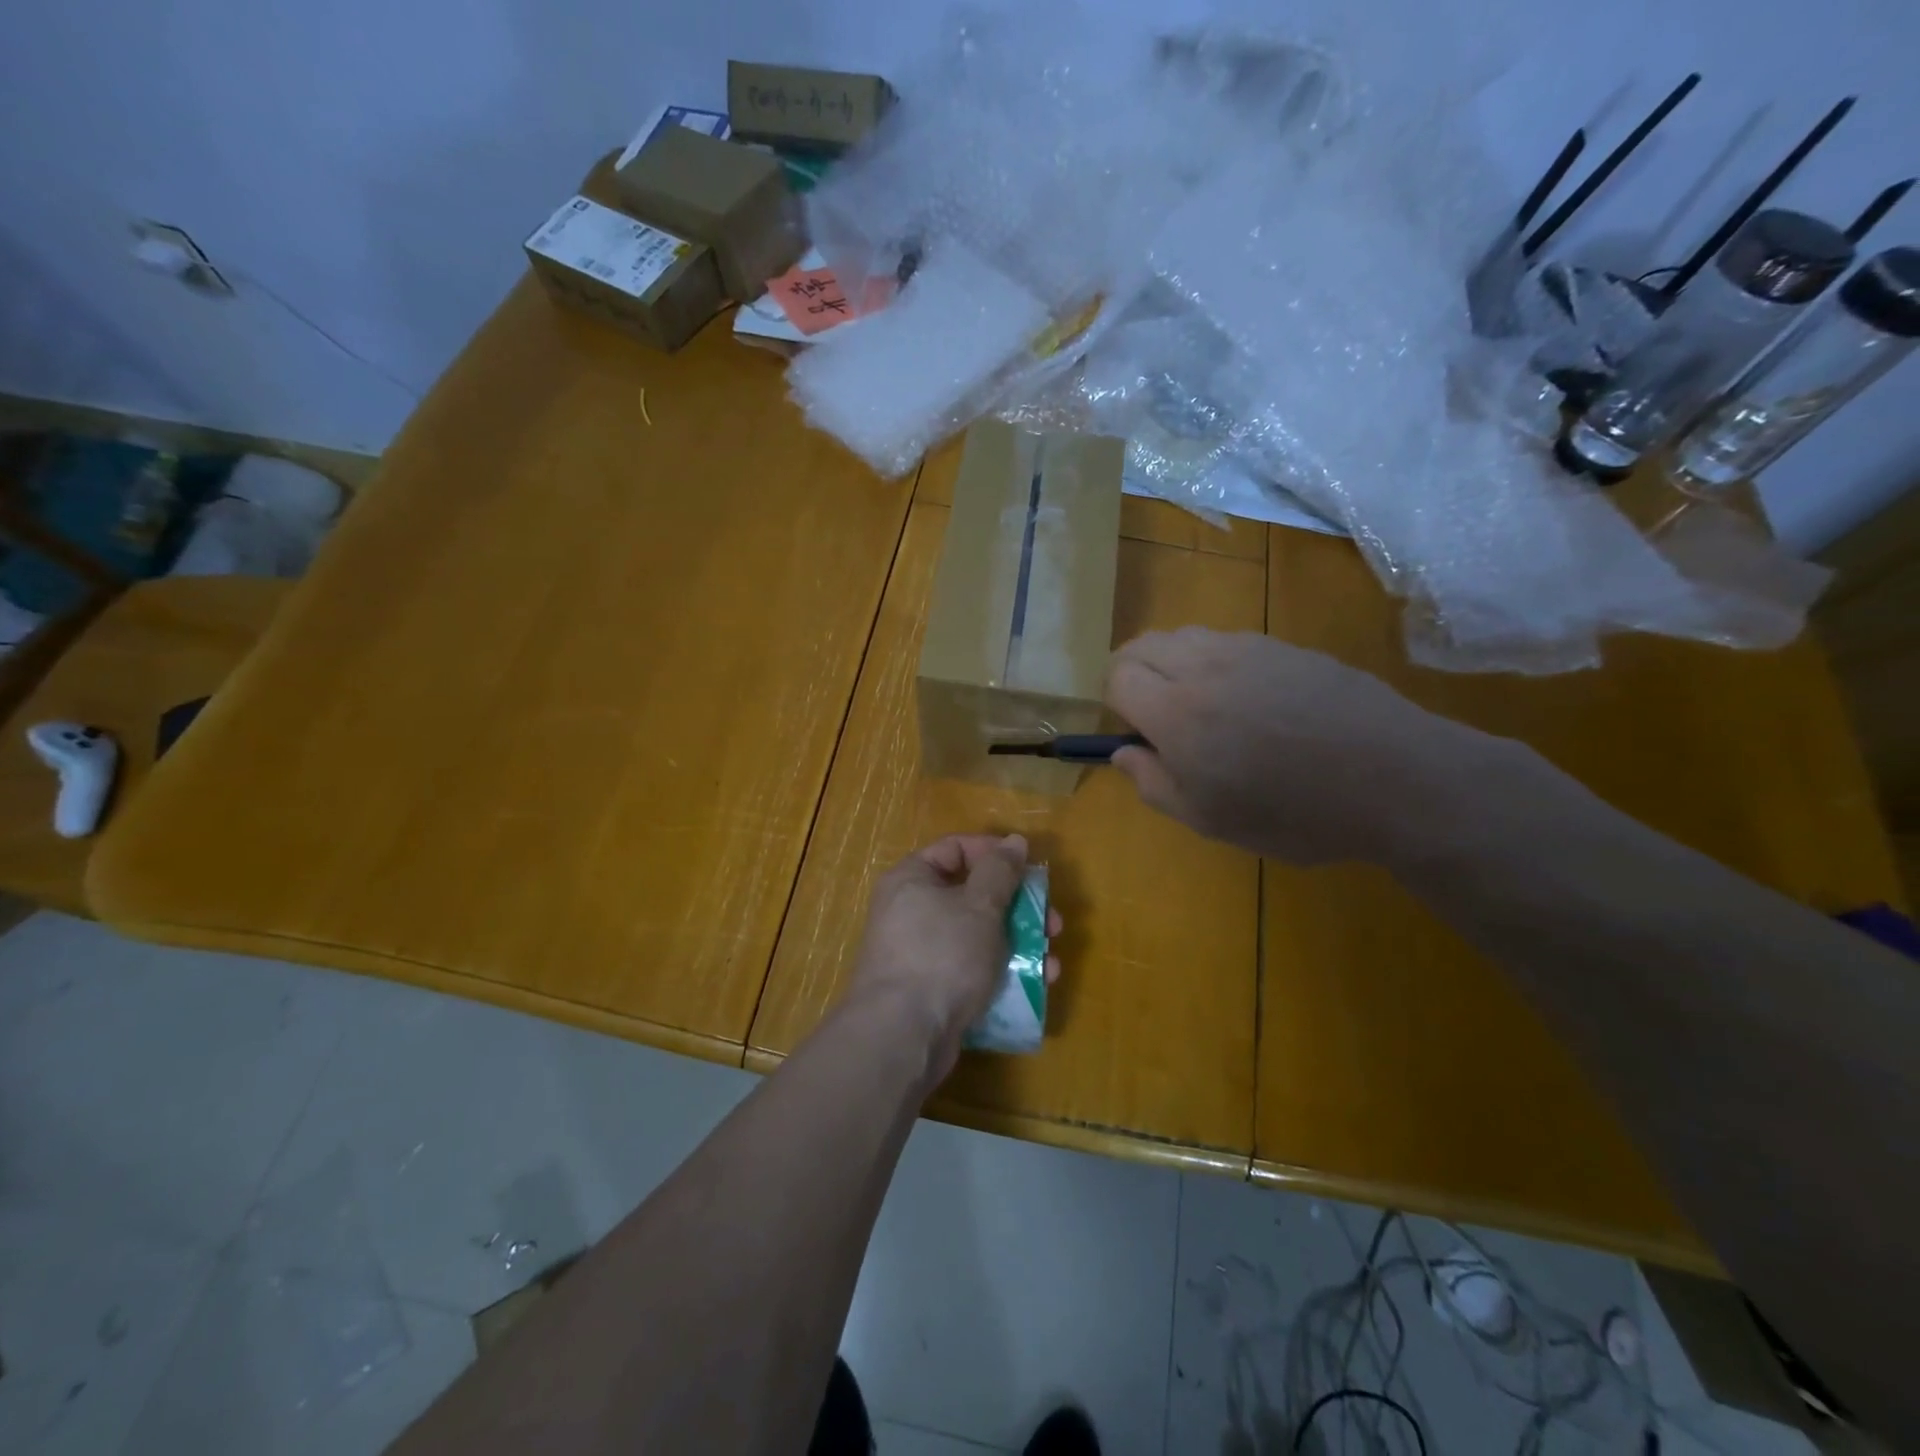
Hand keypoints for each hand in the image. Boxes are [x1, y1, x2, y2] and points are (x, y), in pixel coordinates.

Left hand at [848, 835, 1062, 1079]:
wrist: (902, 1035)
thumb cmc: (942, 954)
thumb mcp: (980, 905)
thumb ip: (1000, 870)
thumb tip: (1014, 841)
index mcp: (912, 879)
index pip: (956, 849)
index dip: (995, 854)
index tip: (1029, 869)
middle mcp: (911, 911)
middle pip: (974, 895)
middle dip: (1019, 908)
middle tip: (1053, 923)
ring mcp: (920, 953)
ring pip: (979, 936)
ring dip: (1020, 944)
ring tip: (1051, 962)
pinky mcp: (932, 989)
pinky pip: (972, 969)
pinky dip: (1003, 973)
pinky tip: (1035, 986)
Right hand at [1105, 629, 1492, 865]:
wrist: (1395, 778)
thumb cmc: (1295, 812)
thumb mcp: (1211, 819)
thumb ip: (1153, 783)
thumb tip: (1123, 752)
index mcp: (1176, 711)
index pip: (1116, 676)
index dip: (1116, 703)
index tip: (1138, 733)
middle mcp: (1204, 665)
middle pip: (1142, 645)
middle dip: (1135, 674)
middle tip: (1158, 716)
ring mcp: (1248, 648)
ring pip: (1184, 635)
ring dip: (1174, 663)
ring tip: (1204, 706)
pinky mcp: (1285, 645)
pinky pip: (1227, 639)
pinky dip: (1215, 660)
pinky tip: (1251, 699)